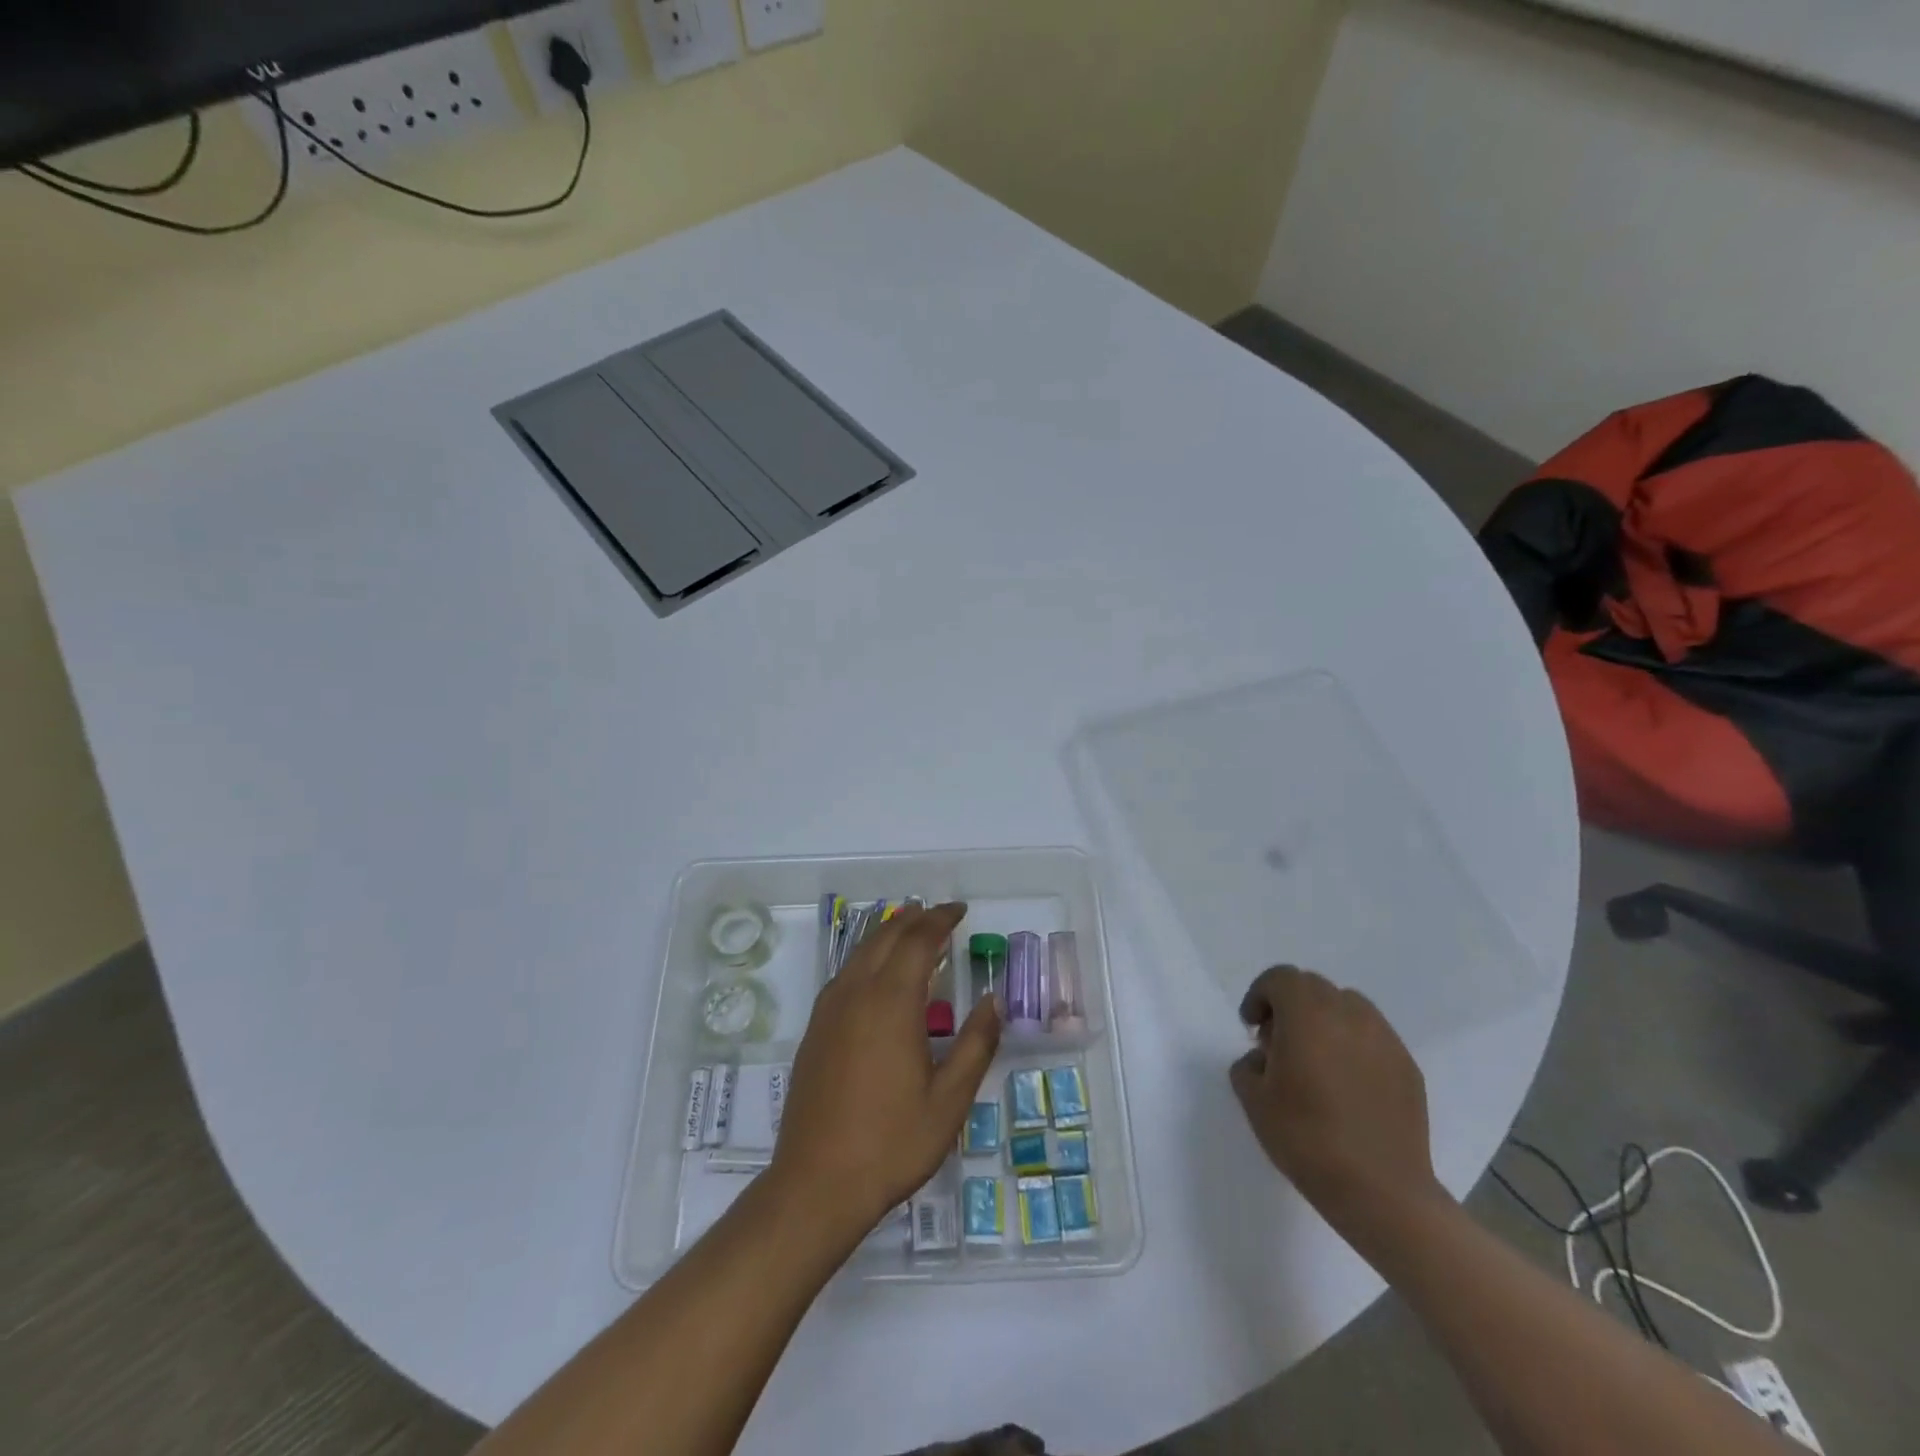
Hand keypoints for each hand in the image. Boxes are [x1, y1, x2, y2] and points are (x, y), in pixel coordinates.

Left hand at [770, 903, 1001, 1243]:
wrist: (816, 1183)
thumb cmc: (891, 1142)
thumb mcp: (949, 1100)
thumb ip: (975, 1044)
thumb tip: (994, 1000)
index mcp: (891, 1002)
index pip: (918, 941)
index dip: (940, 920)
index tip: (959, 910)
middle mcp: (856, 993)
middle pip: (885, 937)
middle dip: (914, 919)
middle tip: (939, 914)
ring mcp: (829, 1011)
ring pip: (860, 952)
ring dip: (888, 933)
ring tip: (910, 928)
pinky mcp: (815, 1030)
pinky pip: (844, 974)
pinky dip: (867, 957)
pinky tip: (875, 973)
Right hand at [1229, 966, 1442, 1226]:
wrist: (1382, 1193)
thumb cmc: (1308, 1140)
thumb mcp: (1254, 1101)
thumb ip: (1248, 1065)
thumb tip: (1263, 1058)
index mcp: (1307, 1014)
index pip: (1280, 978)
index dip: (1260, 995)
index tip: (1252, 1028)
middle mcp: (1348, 1014)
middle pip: (1313, 987)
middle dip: (1290, 1005)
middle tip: (1279, 1043)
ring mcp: (1384, 1038)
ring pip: (1347, 1006)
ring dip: (1324, 1019)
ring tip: (1316, 1060)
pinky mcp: (1408, 1066)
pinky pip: (1372, 1036)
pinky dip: (1353, 1044)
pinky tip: (1347, 1084)